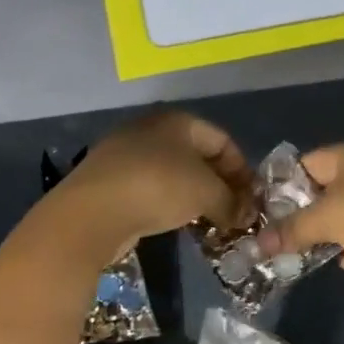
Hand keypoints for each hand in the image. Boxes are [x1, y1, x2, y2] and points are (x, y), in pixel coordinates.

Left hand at [61, 111, 253, 260]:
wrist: (92, 212)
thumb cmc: (158, 188)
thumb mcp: (206, 193)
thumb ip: (231, 202)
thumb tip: (246, 216)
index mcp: (178, 121)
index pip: (222, 140)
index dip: (242, 169)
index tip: (251, 198)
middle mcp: (151, 129)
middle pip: (197, 155)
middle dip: (219, 184)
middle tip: (233, 212)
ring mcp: (126, 154)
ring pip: (174, 173)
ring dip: (195, 196)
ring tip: (209, 221)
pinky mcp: (110, 181)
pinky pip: (151, 188)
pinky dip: (169, 203)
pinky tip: (177, 223)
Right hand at [255, 140, 343, 293]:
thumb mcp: (326, 220)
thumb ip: (291, 229)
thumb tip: (259, 243)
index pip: (306, 162)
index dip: (283, 185)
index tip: (265, 212)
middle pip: (328, 187)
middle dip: (305, 212)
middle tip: (280, 236)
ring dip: (331, 231)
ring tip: (302, 252)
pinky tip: (342, 261)